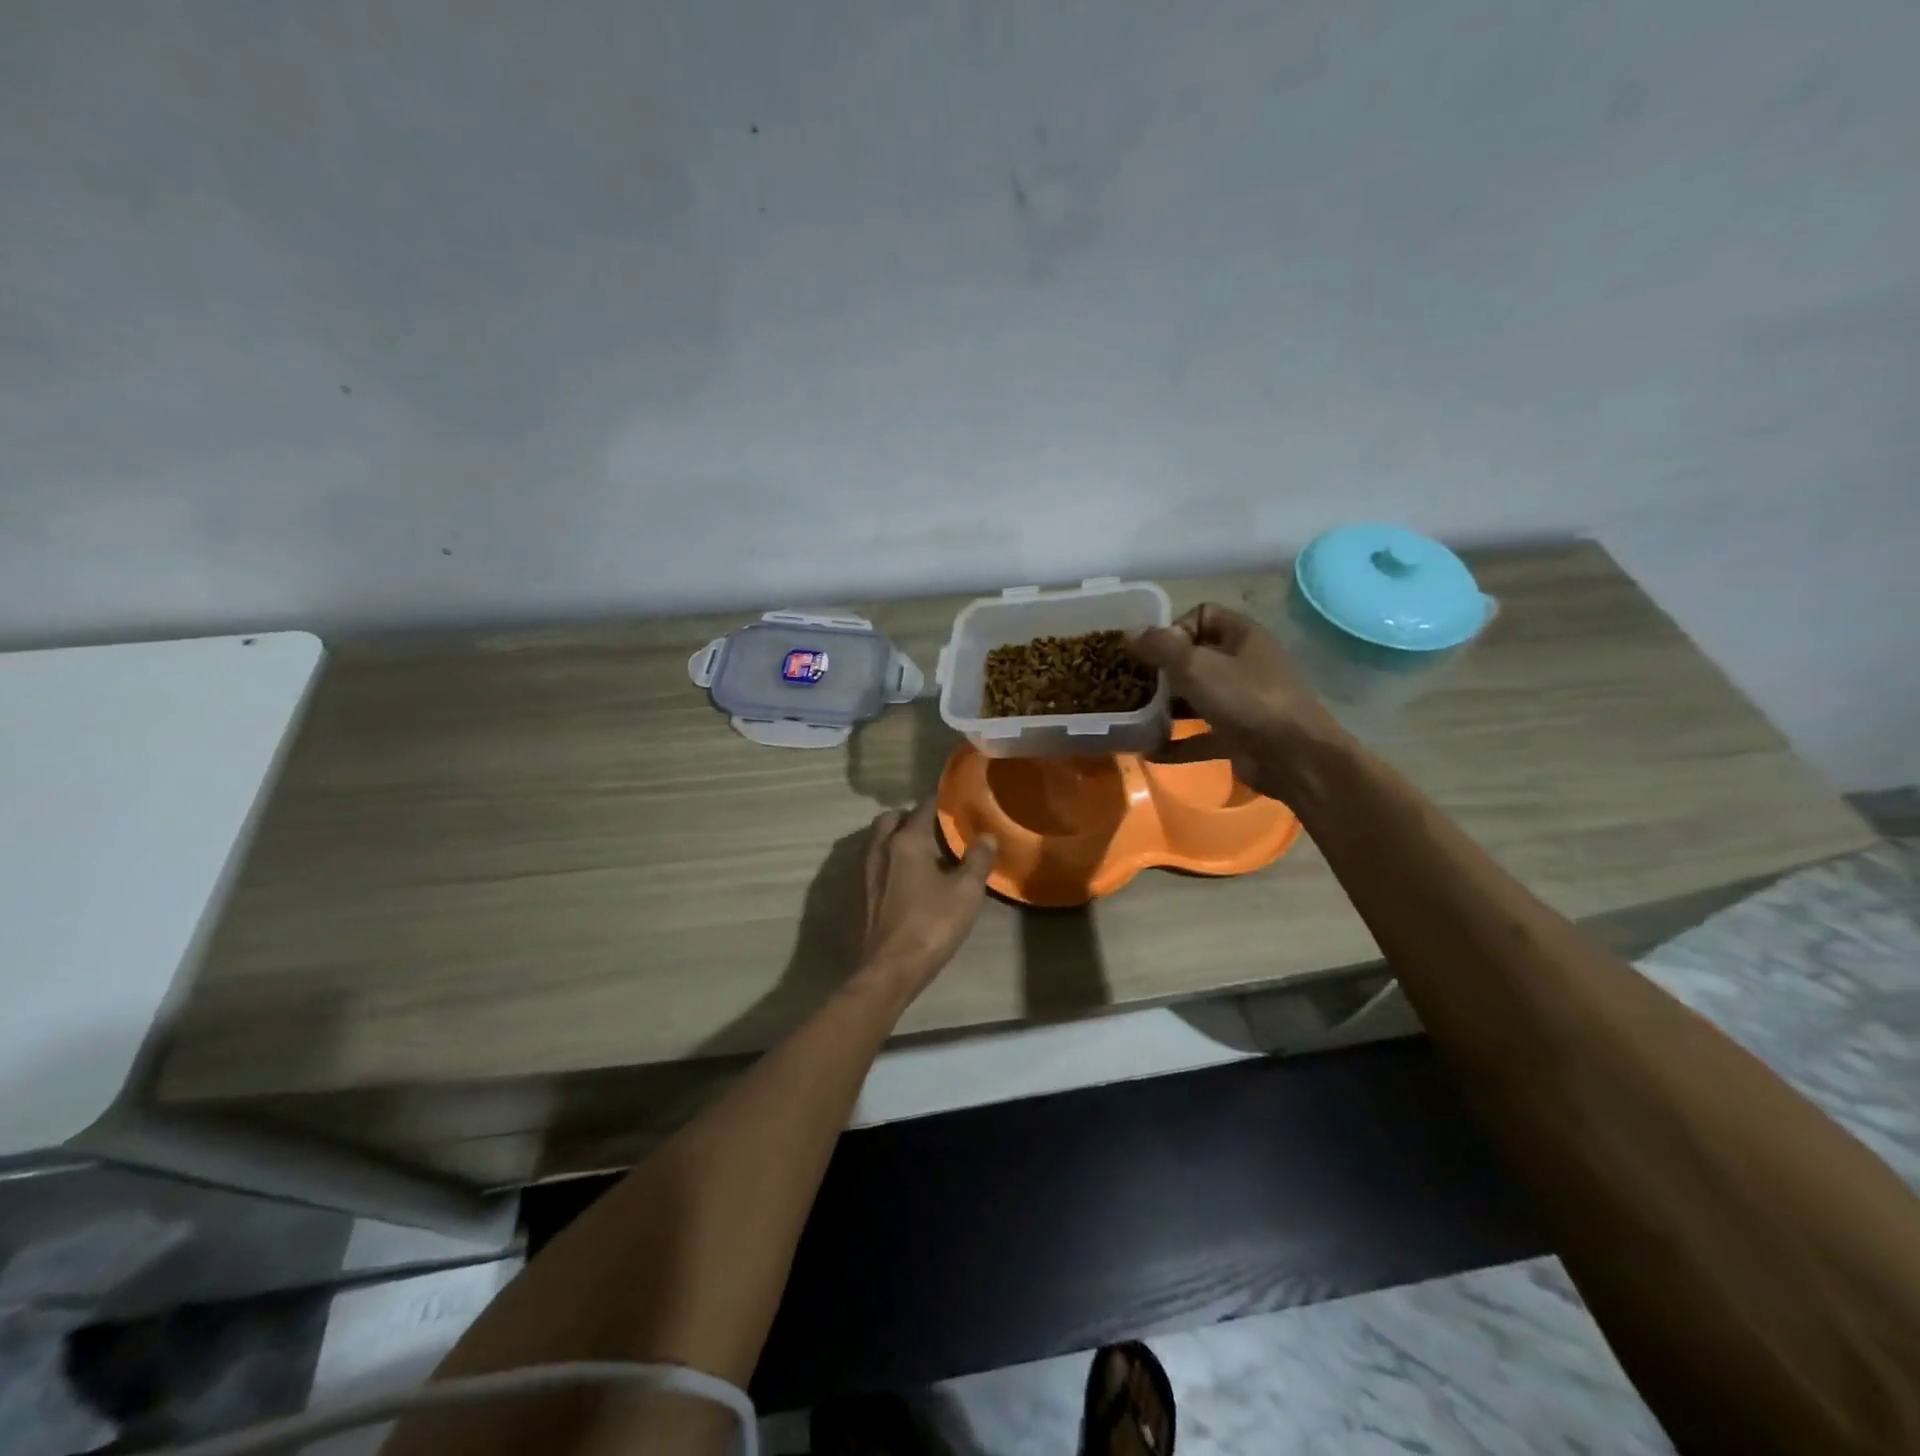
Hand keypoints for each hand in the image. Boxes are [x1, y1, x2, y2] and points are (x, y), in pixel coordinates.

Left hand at [857, 799, 996, 999]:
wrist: (891, 969)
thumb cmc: (932, 925)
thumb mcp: (966, 892)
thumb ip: (978, 860)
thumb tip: (987, 836)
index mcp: (907, 841)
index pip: (923, 808)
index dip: (940, 801)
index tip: (956, 799)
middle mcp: (882, 848)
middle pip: (893, 818)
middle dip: (912, 816)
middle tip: (937, 826)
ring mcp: (868, 871)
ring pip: (881, 839)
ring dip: (899, 836)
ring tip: (926, 849)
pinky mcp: (865, 893)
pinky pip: (878, 861)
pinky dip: (892, 857)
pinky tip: (911, 875)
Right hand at [1128, 604, 1345, 801]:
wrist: (1294, 757)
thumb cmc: (1246, 699)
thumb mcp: (1196, 666)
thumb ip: (1160, 647)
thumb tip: (1129, 633)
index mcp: (1242, 636)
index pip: (1202, 615)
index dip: (1174, 628)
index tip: (1152, 651)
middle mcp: (1244, 664)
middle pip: (1196, 658)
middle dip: (1163, 671)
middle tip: (1133, 684)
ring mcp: (1243, 701)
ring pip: (1197, 697)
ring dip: (1167, 707)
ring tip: (1136, 716)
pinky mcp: (1239, 735)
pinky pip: (1201, 735)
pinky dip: (1178, 742)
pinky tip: (1150, 752)